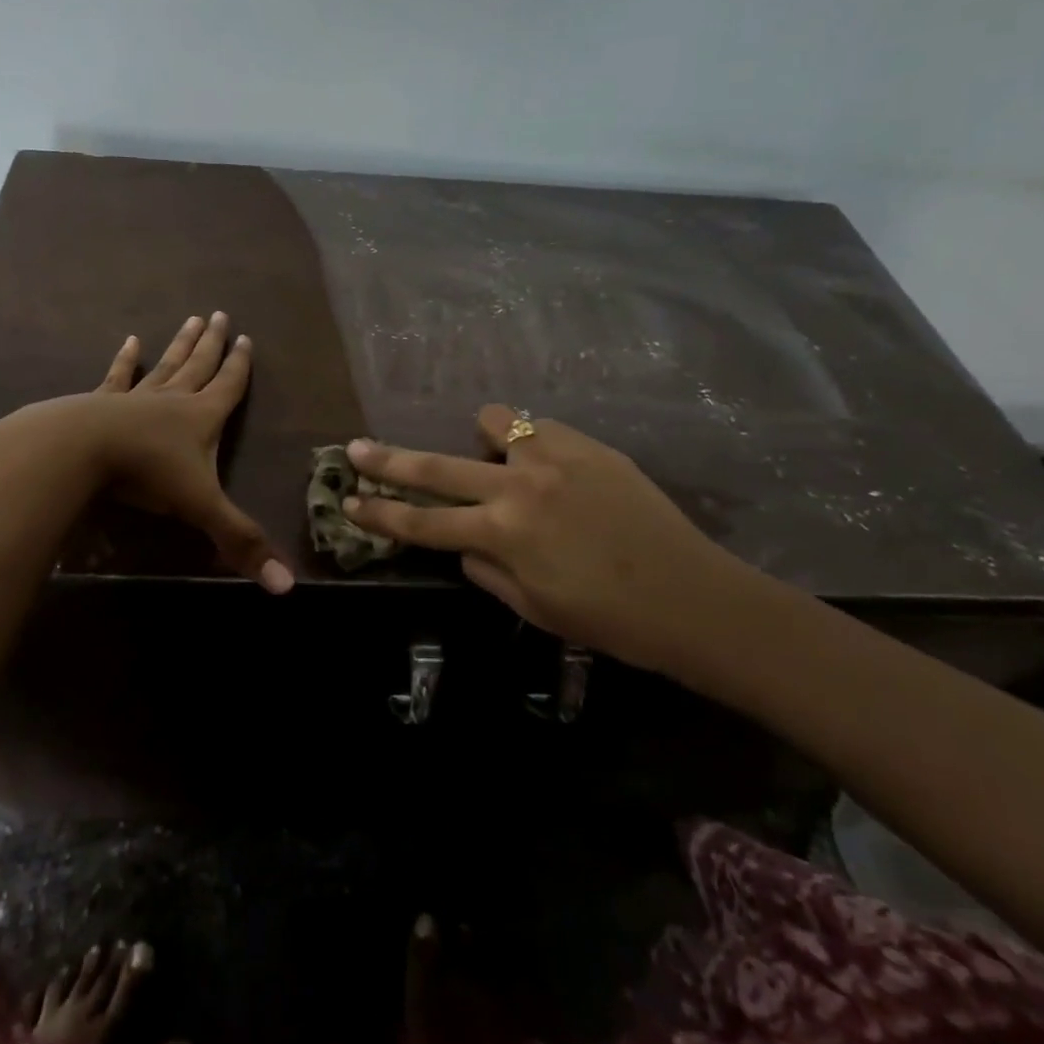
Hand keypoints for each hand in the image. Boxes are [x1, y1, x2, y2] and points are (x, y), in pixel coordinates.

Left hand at [85, 313, 293, 594]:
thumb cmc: (146, 473)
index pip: (229, 387)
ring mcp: (136, 397)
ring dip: (180, 344)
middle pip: (199, 365)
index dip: (240, 366)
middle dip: (212, 343)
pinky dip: (124, 360)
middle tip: (220, 314)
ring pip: (165, 365)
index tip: (246, 339)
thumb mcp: (201, 508)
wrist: (80, 450)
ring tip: (190, 318)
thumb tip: (286, 586)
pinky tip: (129, 341)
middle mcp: (173, 399)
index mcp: (202, 418)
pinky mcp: (101, 402)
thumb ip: (239, 542)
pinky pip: (117, 377)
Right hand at [342, 406, 775, 673]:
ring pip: (494, 422)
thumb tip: (465, 543)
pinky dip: (530, 442)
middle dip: (389, 459)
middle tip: (357, 449)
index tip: (348, 500)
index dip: (379, 513)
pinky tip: (547, 464)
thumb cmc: (610, 621)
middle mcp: (519, 487)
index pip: (422, 522)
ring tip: (493, 456)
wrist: (694, 598)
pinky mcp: (590, 446)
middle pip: (436, 466)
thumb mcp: (534, 608)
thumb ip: (486, 570)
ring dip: (480, 438)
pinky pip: (542, 428)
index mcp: (502, 535)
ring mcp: (555, 459)